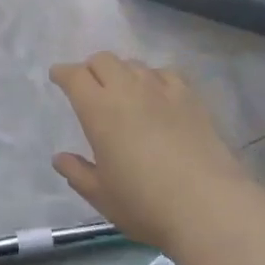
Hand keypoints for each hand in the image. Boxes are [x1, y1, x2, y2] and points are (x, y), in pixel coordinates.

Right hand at [49, 52, 258, 249]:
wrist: (207, 205)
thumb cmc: (145, 204)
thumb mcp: (102, 196)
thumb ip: (78, 173)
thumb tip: (60, 158)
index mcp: (99, 110)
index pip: (75, 76)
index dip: (63, 73)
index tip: (58, 77)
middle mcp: (127, 89)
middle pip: (104, 60)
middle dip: (91, 68)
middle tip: (89, 87)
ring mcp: (161, 89)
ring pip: (134, 64)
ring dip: (122, 72)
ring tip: (124, 92)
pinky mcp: (189, 96)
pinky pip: (164, 73)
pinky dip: (153, 78)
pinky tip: (157, 95)